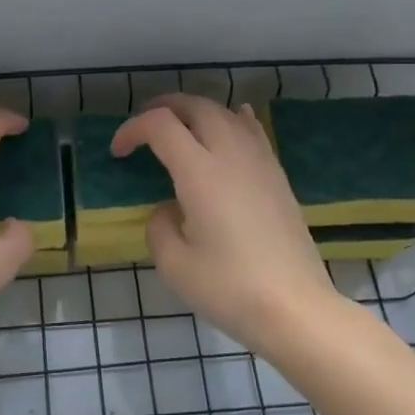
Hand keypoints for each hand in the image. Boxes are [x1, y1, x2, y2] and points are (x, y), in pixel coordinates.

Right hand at [112, 95, 338, 349]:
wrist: (295, 308)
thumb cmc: (229, 288)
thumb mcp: (174, 265)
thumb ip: (160, 227)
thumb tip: (170, 209)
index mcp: (200, 172)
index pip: (161, 125)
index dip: (132, 129)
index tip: (119, 152)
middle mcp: (231, 155)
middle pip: (196, 106)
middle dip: (164, 107)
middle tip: (143, 126)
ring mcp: (260, 163)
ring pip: (226, 113)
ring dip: (197, 112)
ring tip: (180, 127)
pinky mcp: (278, 177)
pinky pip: (253, 131)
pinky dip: (233, 120)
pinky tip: (232, 123)